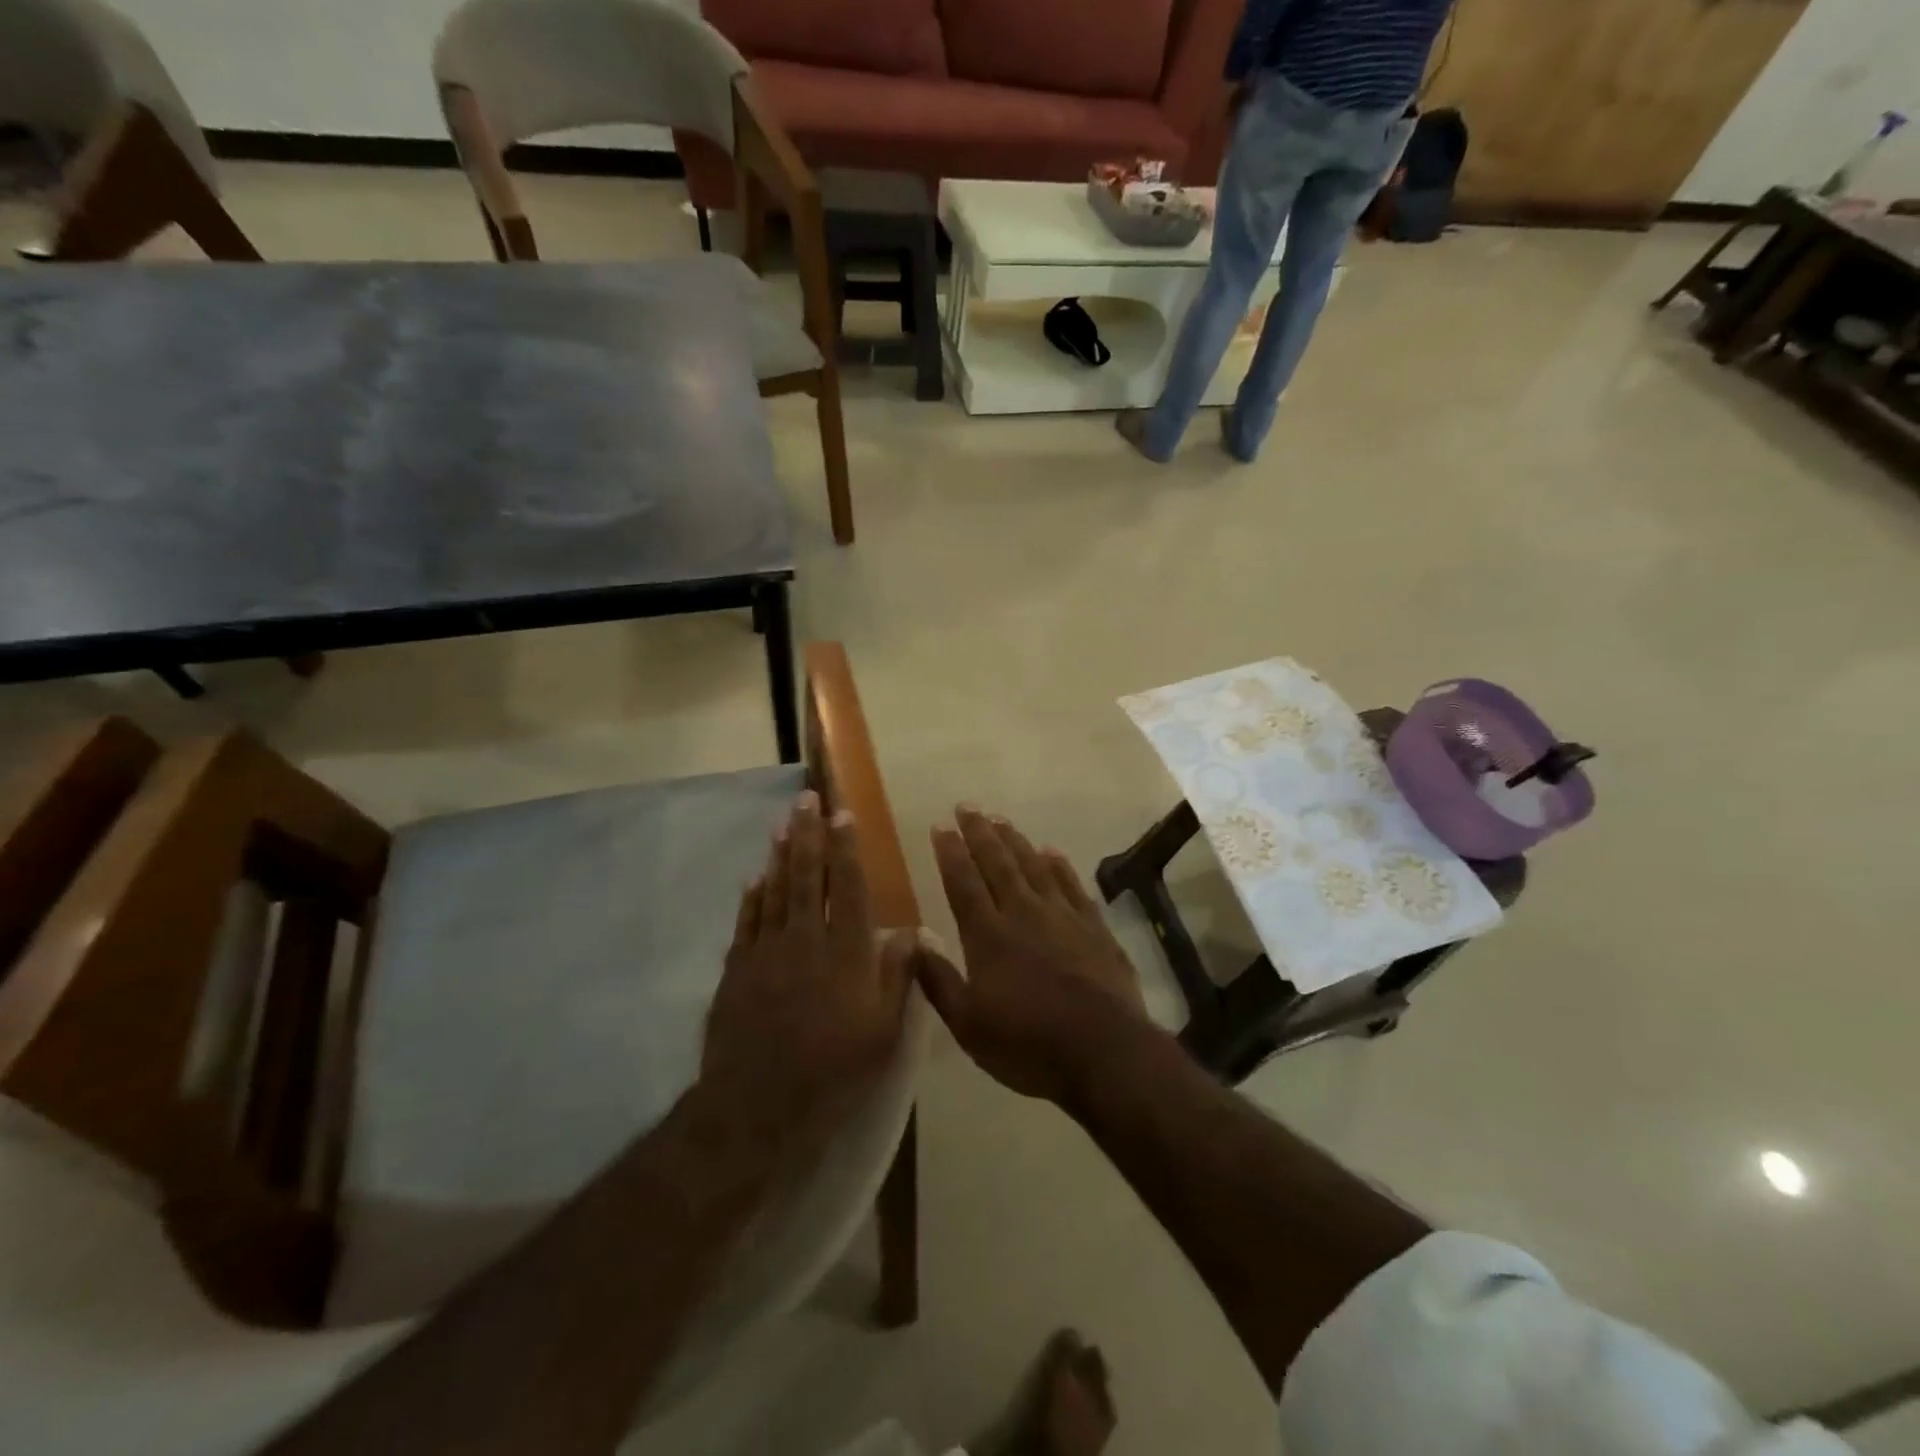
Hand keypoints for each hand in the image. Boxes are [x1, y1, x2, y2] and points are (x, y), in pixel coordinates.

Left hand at [701, 791, 907, 1159]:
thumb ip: (897, 977)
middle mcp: (807, 940)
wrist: (759, 1105)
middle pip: (808, 877)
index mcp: (846, 952)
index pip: (848, 886)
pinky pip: (747, 921)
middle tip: (807, 800)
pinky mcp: (738, 969)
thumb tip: (910, 931)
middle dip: (809, 835)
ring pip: (776, 891)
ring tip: (784, 825)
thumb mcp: (883, 1032)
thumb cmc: (834, 1071)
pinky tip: (756, 877)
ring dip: (781, 855)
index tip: (843, 815)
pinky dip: (753, 896)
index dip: (846, 848)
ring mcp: (767, 952)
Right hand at [899, 806, 1148, 1104]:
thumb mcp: (969, 1025)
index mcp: (988, 935)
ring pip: (1034, 866)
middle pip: (998, 863)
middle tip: (968, 805)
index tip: (941, 825)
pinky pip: (1072, 885)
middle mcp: (1023, 913)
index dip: (951, 852)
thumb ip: (938, 980)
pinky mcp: (1094, 927)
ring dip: (1015, 841)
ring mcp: (1063, 916)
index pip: (963, 882)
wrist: (1104, 1051)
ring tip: (1001, 820)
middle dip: (980, 833)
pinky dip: (1060, 866)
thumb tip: (912, 940)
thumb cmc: (1028, 1044)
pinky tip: (1052, 852)